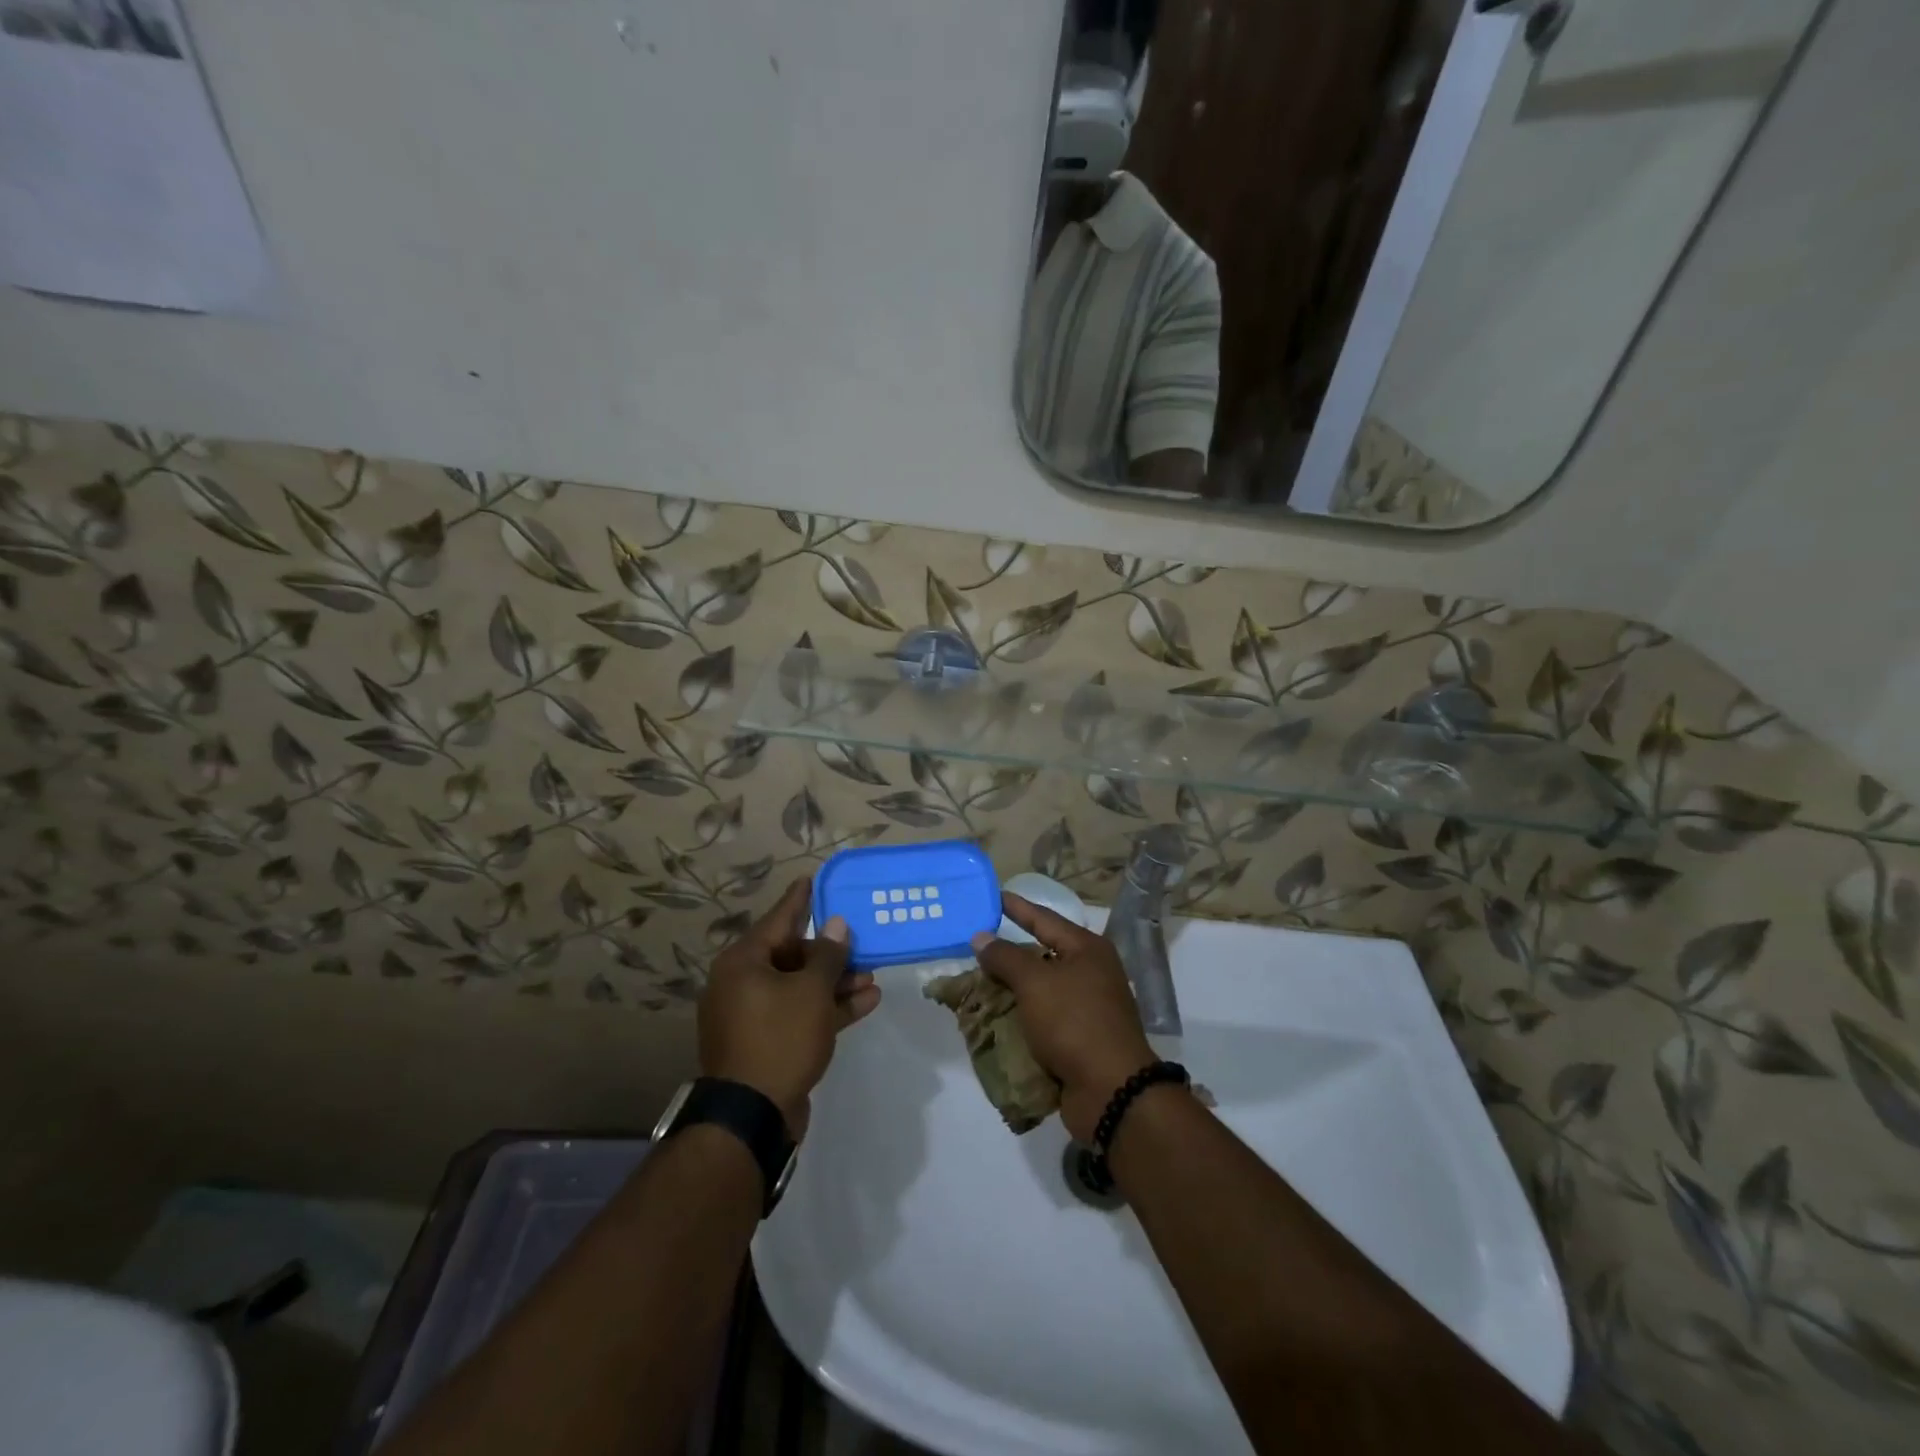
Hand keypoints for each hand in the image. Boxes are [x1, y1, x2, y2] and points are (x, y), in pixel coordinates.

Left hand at [699, 878, 881, 1139]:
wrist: (753, 1116)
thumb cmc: (779, 1038)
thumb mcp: (811, 992)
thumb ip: (828, 956)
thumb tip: (837, 926)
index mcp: (743, 963)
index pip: (778, 919)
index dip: (800, 900)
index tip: (812, 879)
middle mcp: (743, 984)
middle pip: (792, 955)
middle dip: (831, 953)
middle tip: (861, 943)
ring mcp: (754, 1016)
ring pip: (799, 987)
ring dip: (835, 982)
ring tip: (872, 976)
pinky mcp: (768, 1043)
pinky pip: (800, 1014)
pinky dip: (828, 1008)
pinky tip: (867, 1001)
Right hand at [971, 892, 1156, 1142]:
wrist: (1112, 1090)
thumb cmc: (1074, 1022)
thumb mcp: (1034, 982)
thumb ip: (1005, 957)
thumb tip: (981, 938)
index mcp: (1087, 950)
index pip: (1045, 919)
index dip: (1018, 907)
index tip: (994, 896)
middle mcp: (1091, 974)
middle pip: (1043, 955)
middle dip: (1009, 954)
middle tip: (976, 944)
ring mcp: (1088, 1008)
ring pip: (1041, 990)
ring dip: (1011, 990)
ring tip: (977, 984)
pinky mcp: (1080, 1040)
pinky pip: (1043, 1019)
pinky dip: (1021, 1018)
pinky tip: (995, 1019)